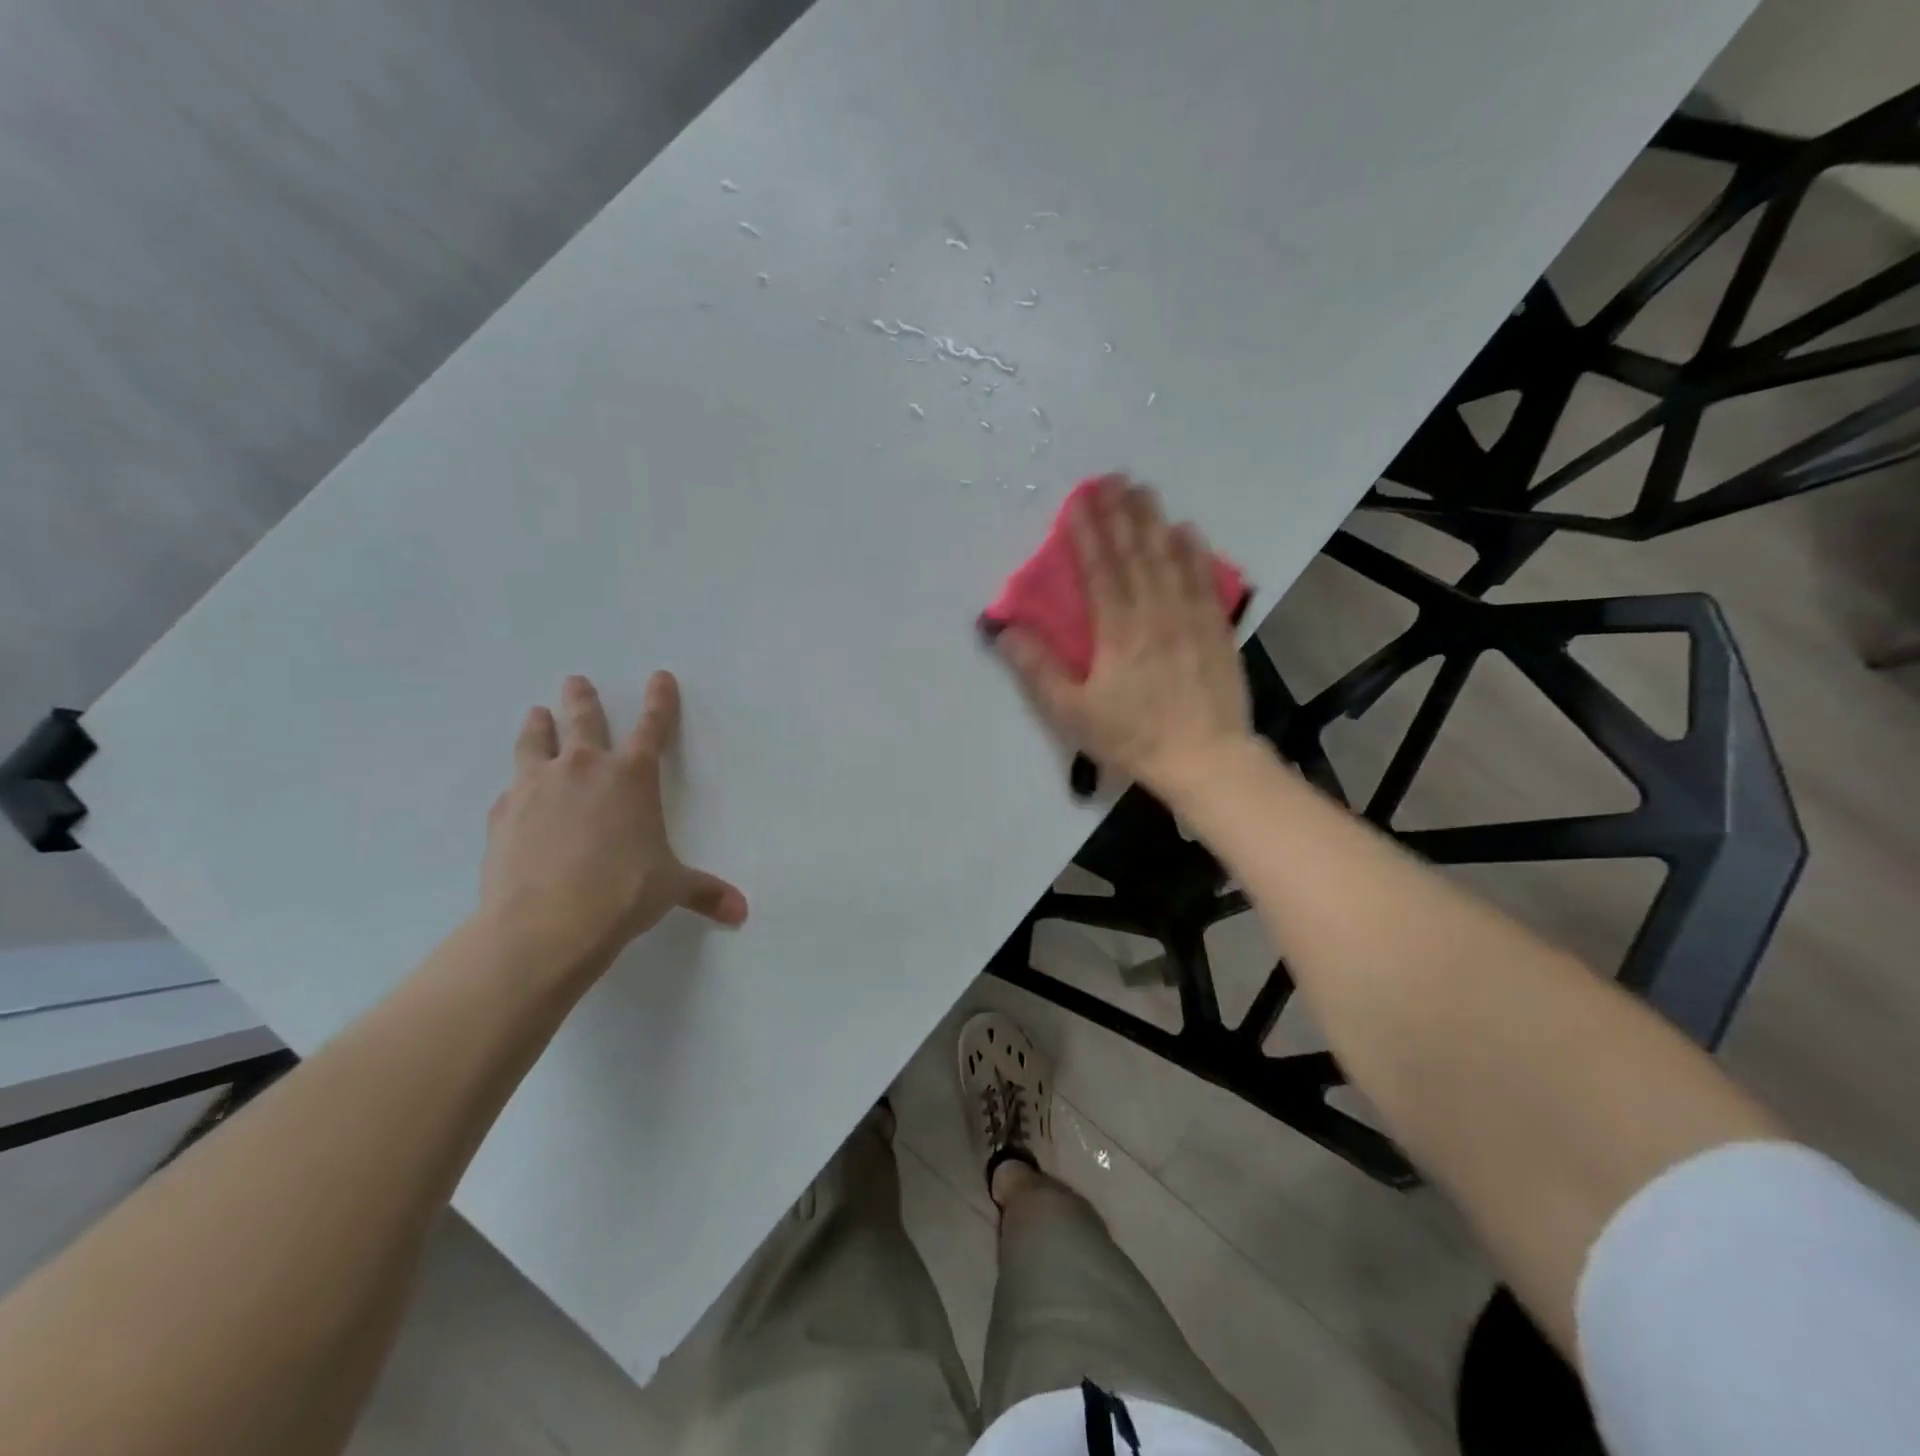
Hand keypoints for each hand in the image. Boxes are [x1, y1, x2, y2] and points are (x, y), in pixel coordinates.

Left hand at [480, 671, 746, 974]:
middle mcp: (584, 770)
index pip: (653, 727)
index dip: (660, 701)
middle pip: (583, 720)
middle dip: (582, 698)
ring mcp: (537, 787)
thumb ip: (705, 891)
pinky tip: (515, 794)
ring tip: (537, 714)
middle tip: (575, 681)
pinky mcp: (503, 813)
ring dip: (539, 725)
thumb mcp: (671, 888)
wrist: (547, 923)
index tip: (660, 676)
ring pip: (536, 741)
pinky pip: (511, 789)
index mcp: (633, 778)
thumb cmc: (624, 893)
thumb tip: (741, 912)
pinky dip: (518, 786)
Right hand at [996, 475, 1252, 796]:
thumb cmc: (1132, 736)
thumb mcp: (1073, 712)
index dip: (1086, 533)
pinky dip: (1194, 551)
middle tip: (1111, 478)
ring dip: (1154, 521)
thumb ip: (1038, 669)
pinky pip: (1204, 579)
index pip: (1098, 569)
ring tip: (1143, 490)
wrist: (1205, 757)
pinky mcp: (1216, 628)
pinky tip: (1188, 531)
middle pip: (1135, 552)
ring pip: (1170, 557)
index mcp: (1117, 629)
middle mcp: (1155, 611)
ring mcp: (1190, 616)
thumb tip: (1005, 630)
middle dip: (1120, 513)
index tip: (1077, 501)